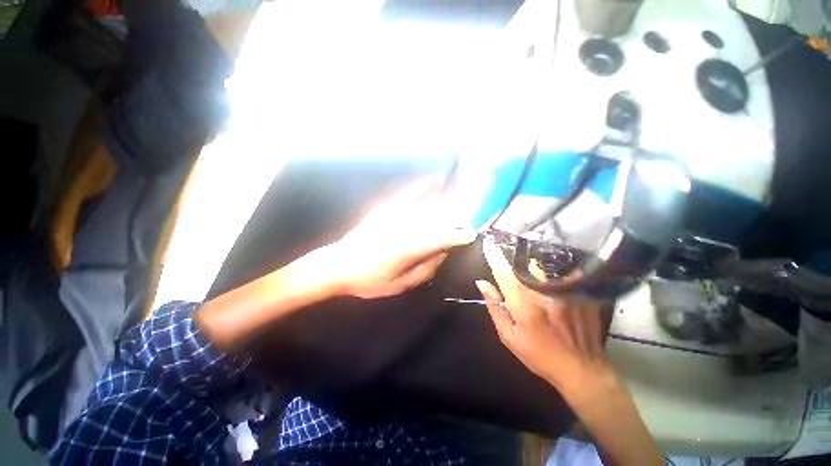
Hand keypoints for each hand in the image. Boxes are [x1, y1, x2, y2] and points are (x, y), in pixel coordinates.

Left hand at [326, 180, 476, 298]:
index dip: (458, 235)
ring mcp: (392, 216)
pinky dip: (419, 188)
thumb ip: (425, 269)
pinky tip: (430, 181)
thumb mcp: (399, 285)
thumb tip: (444, 253)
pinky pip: (405, 195)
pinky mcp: (383, 209)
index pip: (440, 238)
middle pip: (436, 218)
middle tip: (469, 216)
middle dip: (455, 216)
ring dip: (444, 200)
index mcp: (406, 249)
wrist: (337, 265)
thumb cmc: (368, 280)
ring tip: (461, 195)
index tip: (471, 234)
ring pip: (425, 205)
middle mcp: (402, 228)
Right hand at [475, 239, 611, 392]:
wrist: (582, 370)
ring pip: (542, 268)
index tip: (488, 243)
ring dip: (531, 270)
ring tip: (533, 286)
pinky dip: (550, 277)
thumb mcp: (509, 336)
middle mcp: (544, 293)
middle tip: (514, 276)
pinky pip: (560, 275)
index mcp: (524, 305)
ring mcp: (565, 292)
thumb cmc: (539, 355)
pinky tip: (552, 291)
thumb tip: (482, 283)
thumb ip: (494, 307)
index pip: (504, 273)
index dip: (494, 257)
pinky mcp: (579, 293)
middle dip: (514, 264)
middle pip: (524, 266)